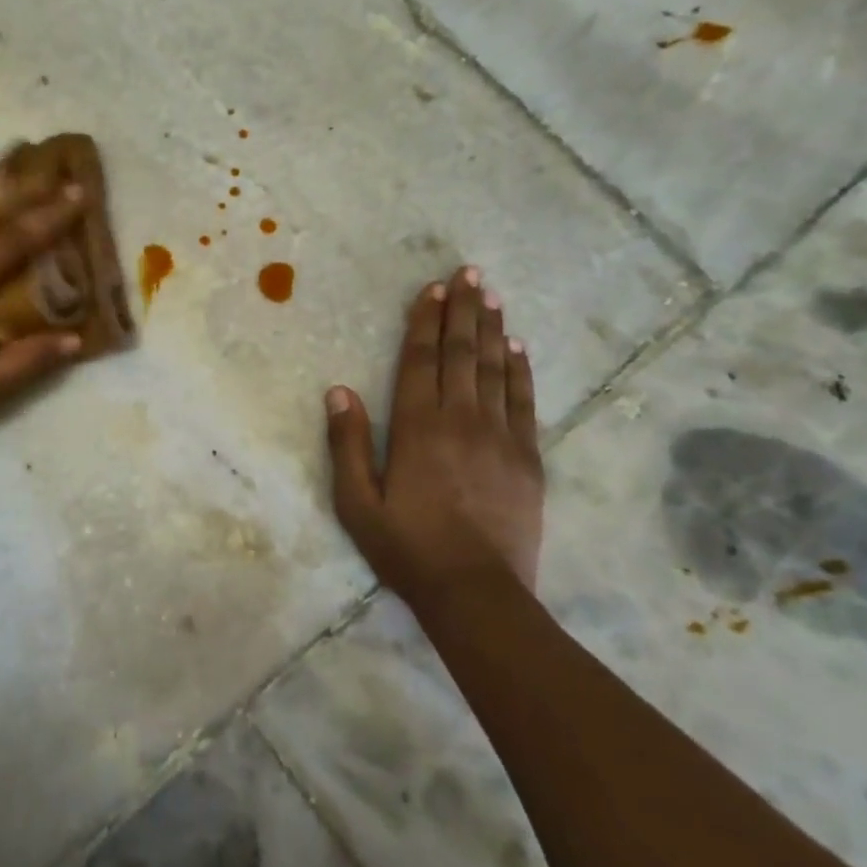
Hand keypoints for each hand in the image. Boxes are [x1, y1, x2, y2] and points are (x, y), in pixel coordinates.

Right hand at [325, 267, 545, 607]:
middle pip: (461, 352)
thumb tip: (338, 391)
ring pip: (495, 369)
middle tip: (468, 273)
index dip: (424, 321)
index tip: (431, 289)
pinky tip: (518, 348)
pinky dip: (520, 370)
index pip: (420, 359)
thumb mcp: (357, 503)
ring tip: (492, 296)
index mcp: (417, 427)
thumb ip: (347, 445)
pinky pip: (523, 401)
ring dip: (492, 329)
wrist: (476, 593)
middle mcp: (460, 419)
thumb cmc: (407, 548)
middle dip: (463, 310)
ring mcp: (500, 436)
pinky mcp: (528, 457)